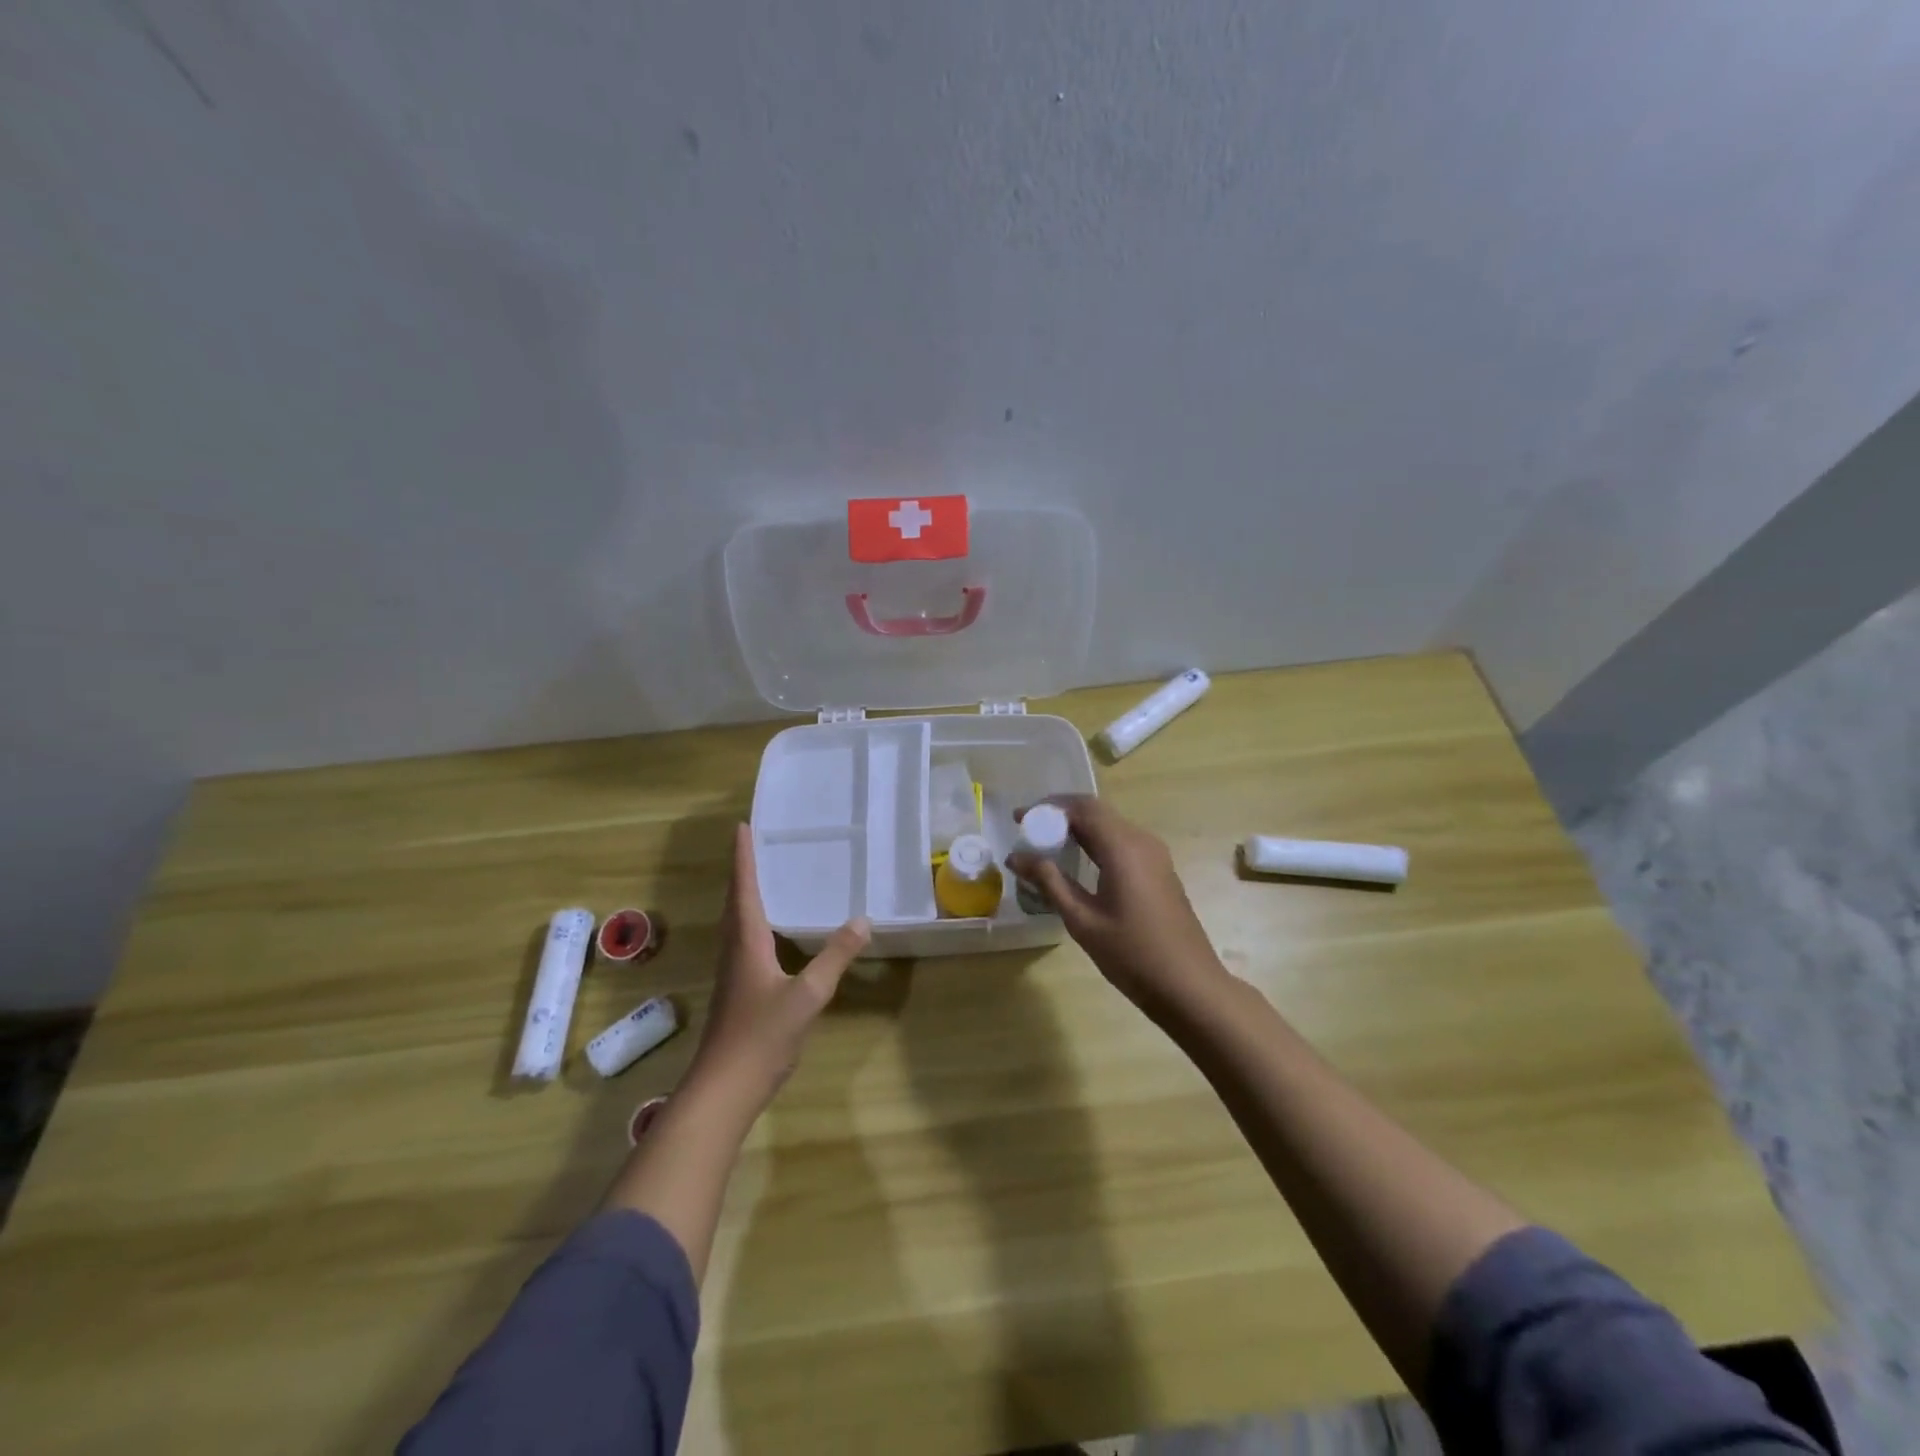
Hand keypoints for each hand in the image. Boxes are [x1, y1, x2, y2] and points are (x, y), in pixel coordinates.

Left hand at [689, 824, 869, 1109]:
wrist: (723, 1090)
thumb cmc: (762, 1036)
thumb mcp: (808, 995)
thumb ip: (835, 956)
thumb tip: (862, 920)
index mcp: (747, 942)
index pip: (744, 889)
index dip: (743, 858)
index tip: (742, 827)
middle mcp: (735, 950)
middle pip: (736, 901)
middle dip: (743, 871)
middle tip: (755, 844)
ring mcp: (734, 973)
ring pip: (737, 923)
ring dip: (746, 895)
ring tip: (764, 877)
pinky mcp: (738, 991)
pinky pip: (745, 941)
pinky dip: (754, 921)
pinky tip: (772, 932)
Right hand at [1010, 796, 1229, 1020]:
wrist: (1189, 987)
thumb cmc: (1132, 954)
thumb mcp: (1082, 920)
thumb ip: (1049, 882)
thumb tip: (1016, 856)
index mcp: (1122, 847)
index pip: (1081, 808)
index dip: (1047, 807)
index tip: (1019, 819)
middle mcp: (1141, 841)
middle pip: (1096, 812)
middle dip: (1060, 814)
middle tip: (1029, 829)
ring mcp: (1155, 855)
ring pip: (1110, 826)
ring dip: (1078, 827)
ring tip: (1046, 844)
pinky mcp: (1159, 870)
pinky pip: (1122, 842)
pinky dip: (1095, 842)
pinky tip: (1078, 862)